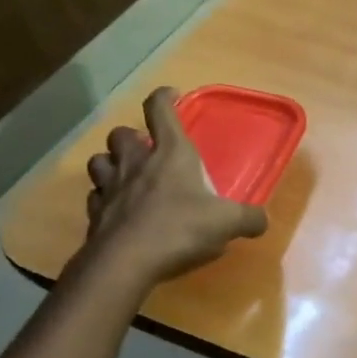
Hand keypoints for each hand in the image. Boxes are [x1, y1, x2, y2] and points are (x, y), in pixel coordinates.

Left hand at [83, 87, 267, 288]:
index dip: (164, 97)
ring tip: (126, 175)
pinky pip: (95, 197)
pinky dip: (104, 198)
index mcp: (171, 154)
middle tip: (147, 148)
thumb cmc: (180, 229)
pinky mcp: (95, 214)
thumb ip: (249, 218)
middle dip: (132, 136)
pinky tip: (117, 209)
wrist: (126, 262)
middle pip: (121, 133)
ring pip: (99, 160)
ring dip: (111, 163)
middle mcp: (136, 163)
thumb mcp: (228, 223)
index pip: (160, 110)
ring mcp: (110, 187)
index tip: (172, 95)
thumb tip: (261, 221)